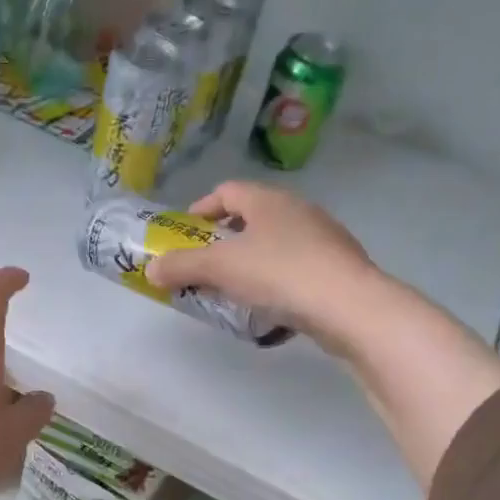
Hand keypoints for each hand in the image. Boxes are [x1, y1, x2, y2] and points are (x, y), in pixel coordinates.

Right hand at [145, 181, 379, 351]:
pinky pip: (295, 269)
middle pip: (251, 218)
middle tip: (204, 267)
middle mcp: (297, 210)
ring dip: (250, 263)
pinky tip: (268, 308)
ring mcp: (323, 238)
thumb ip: (181, 267)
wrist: (348, 306)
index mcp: (268, 200)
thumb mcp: (220, 269)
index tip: (184, 235)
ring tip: (233, 291)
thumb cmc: (279, 274)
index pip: (227, 191)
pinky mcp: (337, 268)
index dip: (201, 209)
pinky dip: (275, 283)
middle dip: (223, 241)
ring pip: (275, 245)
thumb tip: (151, 270)